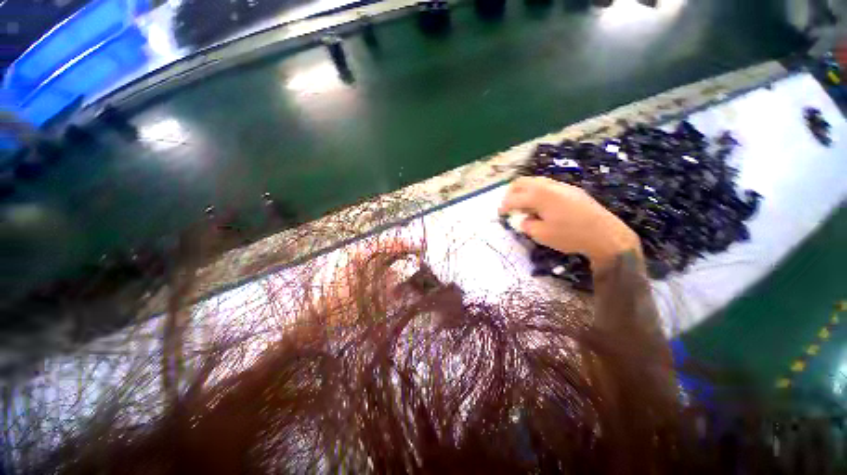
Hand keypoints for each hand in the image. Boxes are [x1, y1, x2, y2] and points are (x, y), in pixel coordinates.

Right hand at [499, 177, 640, 273]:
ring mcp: (562, 186)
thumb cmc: (570, 236)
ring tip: (524, 206)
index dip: (503, 207)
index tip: (500, 215)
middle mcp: (549, 186)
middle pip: (522, 182)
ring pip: (535, 181)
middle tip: (509, 206)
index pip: (513, 198)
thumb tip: (525, 218)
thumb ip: (527, 224)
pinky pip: (547, 186)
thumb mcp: (541, 234)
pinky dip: (537, 193)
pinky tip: (541, 206)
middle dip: (511, 193)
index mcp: (539, 196)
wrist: (606, 236)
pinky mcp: (572, 190)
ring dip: (524, 192)